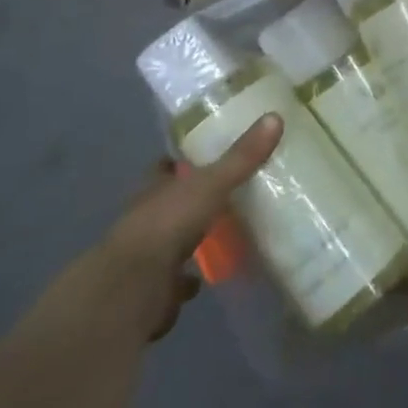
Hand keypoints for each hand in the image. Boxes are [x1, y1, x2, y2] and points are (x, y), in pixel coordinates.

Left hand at [103, 114, 282, 339]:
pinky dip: (188, 280)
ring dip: (189, 239)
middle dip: (192, 200)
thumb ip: (241, 157)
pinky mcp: (153, 290)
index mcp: (154, 189)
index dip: (181, 161)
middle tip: (227, 192)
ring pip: (171, 241)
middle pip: (171, 203)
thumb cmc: (167, 225)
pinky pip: (174, 281)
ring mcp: (147, 256)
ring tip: (224, 234)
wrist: (132, 290)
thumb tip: (275, 116)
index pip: (165, 167)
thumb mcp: (210, 184)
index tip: (205, 153)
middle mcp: (146, 219)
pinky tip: (206, 277)